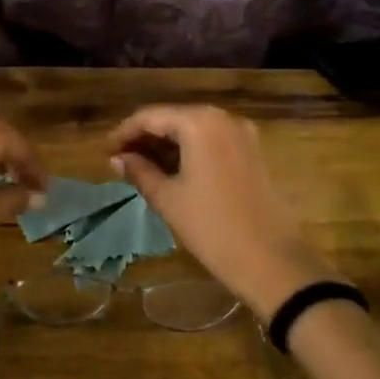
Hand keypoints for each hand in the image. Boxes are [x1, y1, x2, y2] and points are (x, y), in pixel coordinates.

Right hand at [109, 105, 332, 315]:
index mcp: (200, 123)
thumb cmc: (212, 227)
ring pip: (193, 130)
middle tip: (120, 160)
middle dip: (145, 137)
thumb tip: (117, 158)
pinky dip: (189, 151)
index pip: (150, 116)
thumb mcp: (168, 199)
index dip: (124, 132)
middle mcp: (223, 119)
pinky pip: (212, 142)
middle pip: (173, 118)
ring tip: (140, 167)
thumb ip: (139, 172)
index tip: (105, 151)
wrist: (273, 262)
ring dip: (166, 145)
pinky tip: (172, 171)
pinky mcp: (253, 153)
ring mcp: (243, 135)